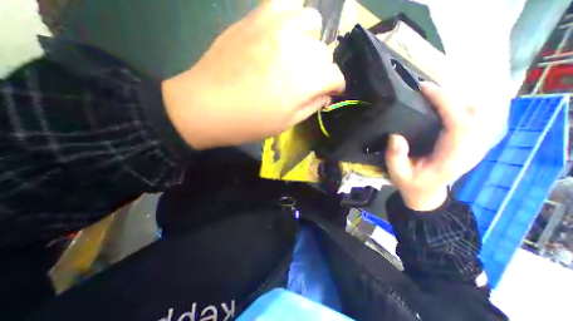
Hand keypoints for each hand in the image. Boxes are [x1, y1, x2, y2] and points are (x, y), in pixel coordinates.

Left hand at [161, 0, 341, 149]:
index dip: (336, 85)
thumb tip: (325, 95)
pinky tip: (283, 37)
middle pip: (325, 52)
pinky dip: (292, 20)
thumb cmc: (249, 123)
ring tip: (298, 57)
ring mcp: (275, 28)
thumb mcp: (286, 123)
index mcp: (303, 80)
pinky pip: (286, 6)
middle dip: (323, 70)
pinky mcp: (255, 18)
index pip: (335, 76)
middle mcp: (295, 49)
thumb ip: (311, 106)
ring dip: (311, 43)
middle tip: (310, 82)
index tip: (331, 92)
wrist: (207, 107)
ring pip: (312, 23)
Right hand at [384, 83, 487, 210]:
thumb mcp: (397, 173)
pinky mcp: (473, 143)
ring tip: (433, 95)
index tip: (426, 89)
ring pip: (478, 113)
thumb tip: (395, 135)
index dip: (446, 103)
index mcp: (451, 158)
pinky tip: (445, 105)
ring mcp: (476, 146)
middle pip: (474, 114)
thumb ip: (395, 156)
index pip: (459, 124)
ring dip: (457, 99)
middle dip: (451, 97)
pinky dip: (462, 106)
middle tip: (425, 91)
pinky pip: (475, 118)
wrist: (426, 193)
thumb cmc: (411, 184)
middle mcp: (470, 150)